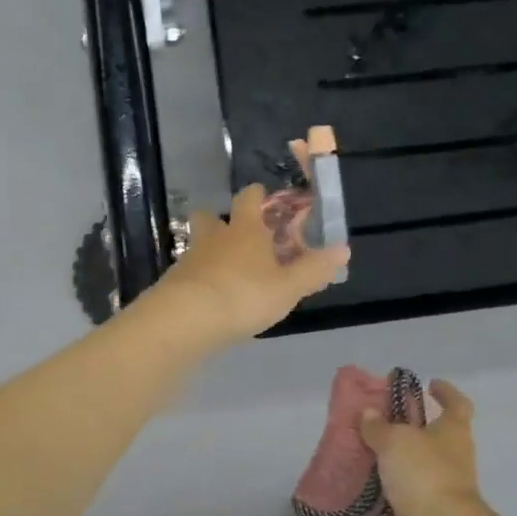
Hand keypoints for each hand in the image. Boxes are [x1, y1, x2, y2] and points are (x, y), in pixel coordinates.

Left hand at [151, 184, 349, 345]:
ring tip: (227, 274)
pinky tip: (211, 299)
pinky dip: (200, 280)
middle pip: (210, 217)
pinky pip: (189, 273)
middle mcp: (214, 237)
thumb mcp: (288, 287)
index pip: (248, 198)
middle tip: (238, 238)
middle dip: (222, 222)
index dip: (257, 196)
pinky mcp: (173, 283)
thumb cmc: (244, 295)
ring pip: (198, 246)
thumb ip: (314, 269)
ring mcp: (189, 259)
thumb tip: (343, 249)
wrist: (186, 319)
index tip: (264, 198)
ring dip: (210, 253)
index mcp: (245, 229)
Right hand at [359, 380, 485, 515]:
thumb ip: (379, 427)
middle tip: (380, 420)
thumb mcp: (395, 441)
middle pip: (434, 436)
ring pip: (416, 466)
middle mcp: (452, 457)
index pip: (457, 404)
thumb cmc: (423, 474)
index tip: (429, 384)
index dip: (445, 392)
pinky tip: (363, 485)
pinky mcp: (426, 513)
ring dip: (396, 460)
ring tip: (364, 452)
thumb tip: (369, 414)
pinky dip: (387, 490)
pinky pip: (403, 495)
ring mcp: (441, 487)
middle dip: (410, 428)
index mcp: (453, 432)